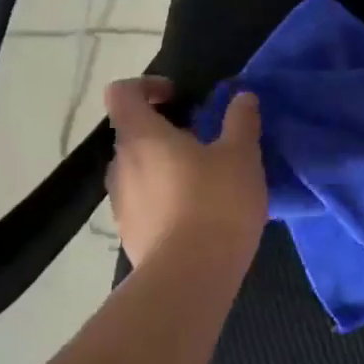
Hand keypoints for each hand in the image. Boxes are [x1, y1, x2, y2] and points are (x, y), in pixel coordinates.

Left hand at [104, 78, 266, 266]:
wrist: (191, 276)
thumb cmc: (216, 203)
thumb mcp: (242, 155)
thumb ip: (240, 121)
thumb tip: (242, 97)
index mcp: (142, 136)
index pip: (122, 93)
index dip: (147, 86)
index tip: (179, 96)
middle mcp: (121, 165)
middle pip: (133, 134)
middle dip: (166, 131)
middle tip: (206, 142)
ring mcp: (120, 202)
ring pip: (140, 170)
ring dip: (166, 166)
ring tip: (206, 181)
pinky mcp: (130, 233)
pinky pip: (145, 202)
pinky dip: (166, 198)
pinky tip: (200, 215)